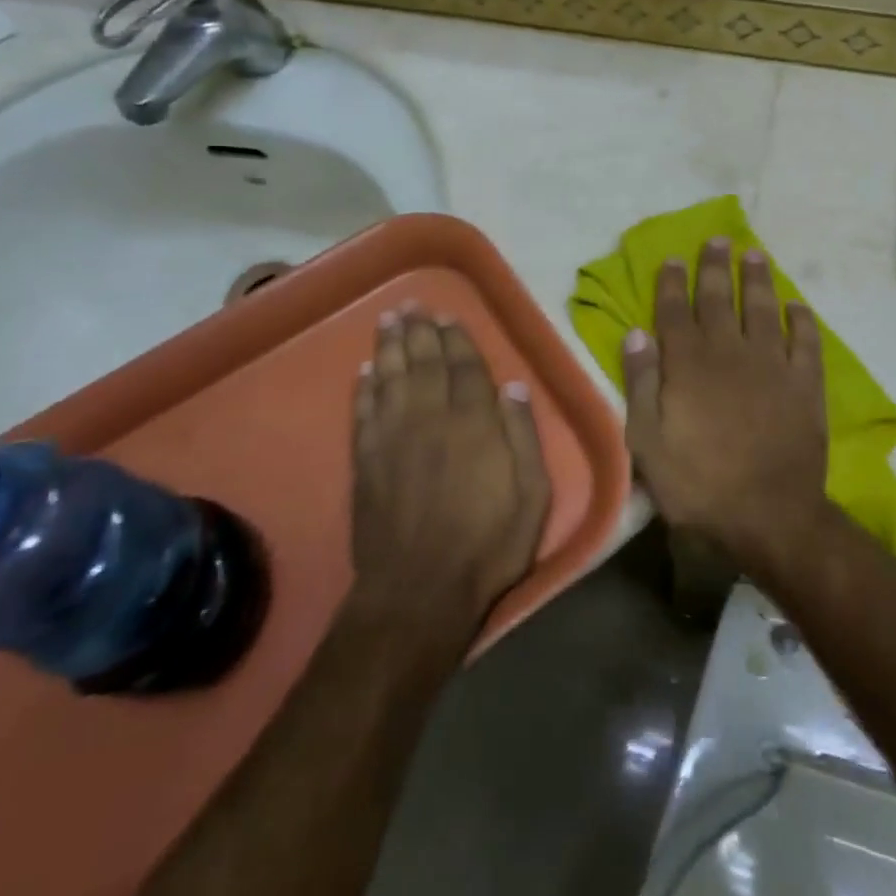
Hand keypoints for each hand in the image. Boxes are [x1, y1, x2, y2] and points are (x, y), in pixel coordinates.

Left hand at [350, 310, 551, 635]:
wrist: (419, 591)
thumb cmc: (487, 545)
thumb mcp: (532, 495)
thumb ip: (523, 437)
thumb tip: (514, 387)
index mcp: (474, 424)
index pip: (465, 369)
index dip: (457, 340)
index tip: (449, 316)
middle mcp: (431, 419)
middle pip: (424, 364)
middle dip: (420, 331)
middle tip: (412, 304)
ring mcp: (393, 438)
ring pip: (391, 378)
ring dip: (389, 347)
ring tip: (388, 321)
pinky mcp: (366, 462)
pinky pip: (363, 412)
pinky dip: (363, 388)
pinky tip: (364, 372)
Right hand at [622, 239, 831, 564]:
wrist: (768, 514)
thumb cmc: (698, 482)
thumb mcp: (647, 441)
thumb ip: (641, 383)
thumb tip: (636, 334)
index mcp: (688, 364)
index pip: (676, 311)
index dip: (673, 283)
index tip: (674, 258)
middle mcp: (729, 352)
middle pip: (719, 299)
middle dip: (715, 267)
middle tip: (718, 240)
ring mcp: (771, 365)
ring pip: (762, 309)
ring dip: (757, 279)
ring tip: (754, 255)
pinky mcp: (804, 384)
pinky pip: (805, 342)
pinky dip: (802, 320)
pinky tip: (797, 306)